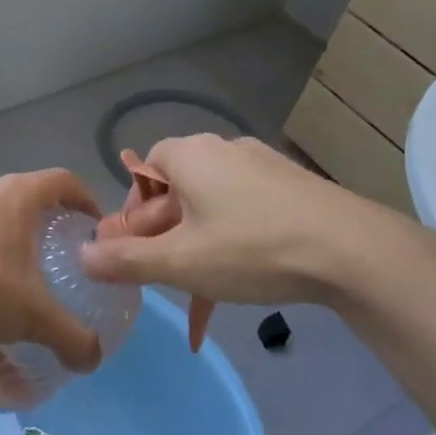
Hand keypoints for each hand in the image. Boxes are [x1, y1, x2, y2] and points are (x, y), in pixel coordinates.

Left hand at [0, 169, 104, 372]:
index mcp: (18, 194)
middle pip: (27, 195)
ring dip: (8, 235)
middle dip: (46, 220)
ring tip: (17, 271)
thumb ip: (70, 337)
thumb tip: (92, 360)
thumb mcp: (32, 316)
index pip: (64, 181)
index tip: (94, 225)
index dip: (85, 199)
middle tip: (59, 253)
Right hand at [79, 134, 411, 306]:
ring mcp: (264, 166)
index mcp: (190, 155)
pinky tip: (243, 277)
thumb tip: (82, 256)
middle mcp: (225, 150)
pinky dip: (233, 242)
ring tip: (203, 285)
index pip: (143, 171)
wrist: (353, 251)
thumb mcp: (180, 262)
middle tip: (165, 274)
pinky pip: (246, 212)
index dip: (133, 212)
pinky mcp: (294, 188)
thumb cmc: (251, 249)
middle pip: (177, 190)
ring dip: (197, 243)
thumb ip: (125, 261)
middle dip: (163, 234)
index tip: (136, 250)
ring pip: (212, 206)